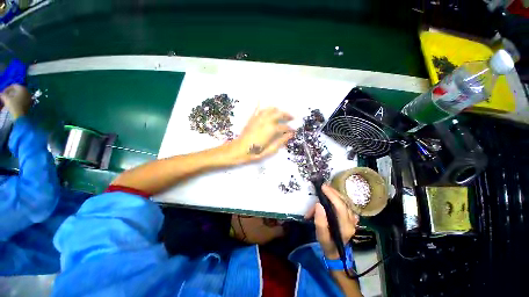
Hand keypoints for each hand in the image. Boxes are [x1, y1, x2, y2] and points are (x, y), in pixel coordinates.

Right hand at [0, 84, 30, 119]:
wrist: (21, 115)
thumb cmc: (14, 105)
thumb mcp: (6, 98)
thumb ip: (3, 94)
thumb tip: (0, 94)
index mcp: (22, 88)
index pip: (14, 85)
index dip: (7, 88)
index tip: (3, 93)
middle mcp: (27, 92)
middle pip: (17, 90)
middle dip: (11, 92)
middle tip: (5, 96)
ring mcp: (29, 97)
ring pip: (20, 95)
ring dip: (14, 96)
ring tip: (8, 100)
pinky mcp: (29, 103)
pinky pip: (22, 99)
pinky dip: (17, 100)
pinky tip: (13, 103)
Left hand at [229, 107, 293, 163]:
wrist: (238, 150)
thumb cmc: (254, 152)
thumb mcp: (270, 150)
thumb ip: (281, 141)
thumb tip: (290, 135)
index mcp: (271, 129)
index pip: (284, 127)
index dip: (290, 129)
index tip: (294, 130)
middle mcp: (265, 120)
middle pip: (279, 113)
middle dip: (287, 115)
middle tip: (291, 118)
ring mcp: (258, 118)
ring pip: (270, 109)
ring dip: (277, 110)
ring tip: (281, 114)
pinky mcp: (252, 119)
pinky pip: (257, 109)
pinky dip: (260, 104)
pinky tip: (261, 99)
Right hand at [306, 184, 358, 258]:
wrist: (335, 251)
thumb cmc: (327, 243)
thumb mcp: (321, 235)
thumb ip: (319, 221)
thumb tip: (318, 204)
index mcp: (345, 227)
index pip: (340, 207)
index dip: (332, 196)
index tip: (323, 187)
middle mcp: (352, 222)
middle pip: (344, 202)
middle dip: (333, 192)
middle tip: (323, 186)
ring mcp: (353, 219)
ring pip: (346, 202)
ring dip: (336, 194)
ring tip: (326, 189)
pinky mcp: (351, 217)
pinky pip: (346, 204)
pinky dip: (338, 197)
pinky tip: (333, 195)